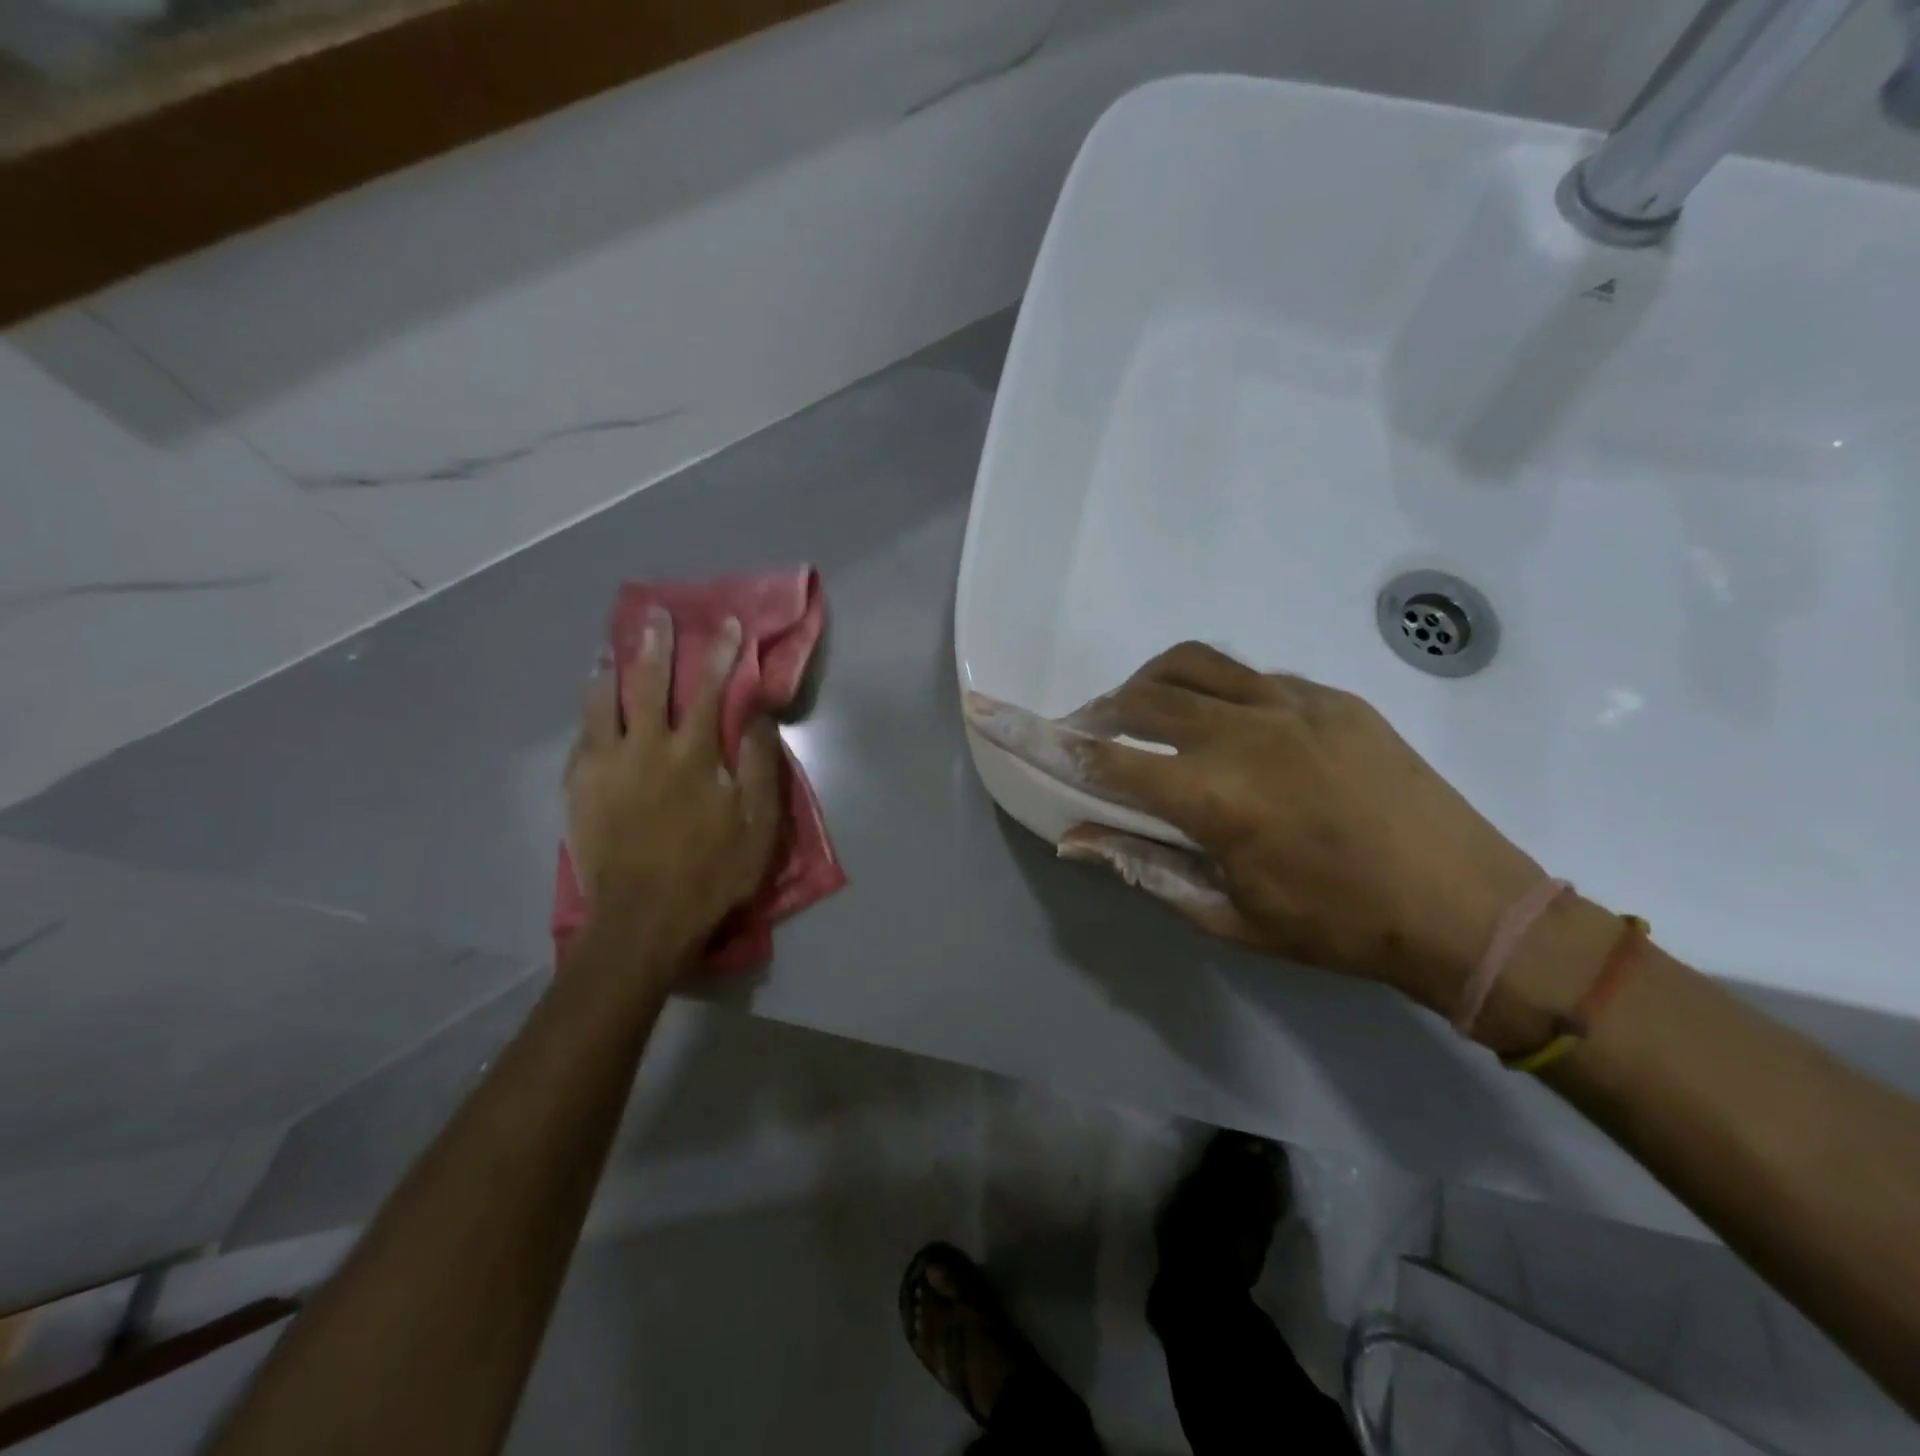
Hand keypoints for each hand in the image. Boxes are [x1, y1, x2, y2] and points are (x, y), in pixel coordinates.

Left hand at [565, 609, 780, 976]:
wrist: (643, 919)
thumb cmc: (711, 872)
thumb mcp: (757, 824)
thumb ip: (757, 764)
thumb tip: (756, 713)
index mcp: (692, 755)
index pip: (709, 689)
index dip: (720, 653)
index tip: (727, 624)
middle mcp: (646, 748)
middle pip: (649, 683)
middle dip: (657, 645)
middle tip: (656, 616)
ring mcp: (606, 766)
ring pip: (603, 702)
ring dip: (610, 670)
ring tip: (609, 650)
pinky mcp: (580, 788)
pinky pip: (581, 736)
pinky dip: (588, 712)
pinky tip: (591, 705)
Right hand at [964, 643, 1544, 1014]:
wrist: (1470, 906)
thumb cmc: (1340, 929)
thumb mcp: (1233, 916)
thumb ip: (1148, 868)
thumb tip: (1078, 839)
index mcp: (1215, 797)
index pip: (1099, 759)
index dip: (1033, 735)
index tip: (984, 707)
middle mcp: (1245, 733)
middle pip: (1138, 697)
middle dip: (1096, 715)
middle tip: (1087, 739)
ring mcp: (1292, 703)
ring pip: (1189, 666)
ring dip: (1147, 687)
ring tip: (1141, 717)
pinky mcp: (1330, 696)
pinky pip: (1246, 676)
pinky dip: (1210, 693)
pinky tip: (1224, 729)